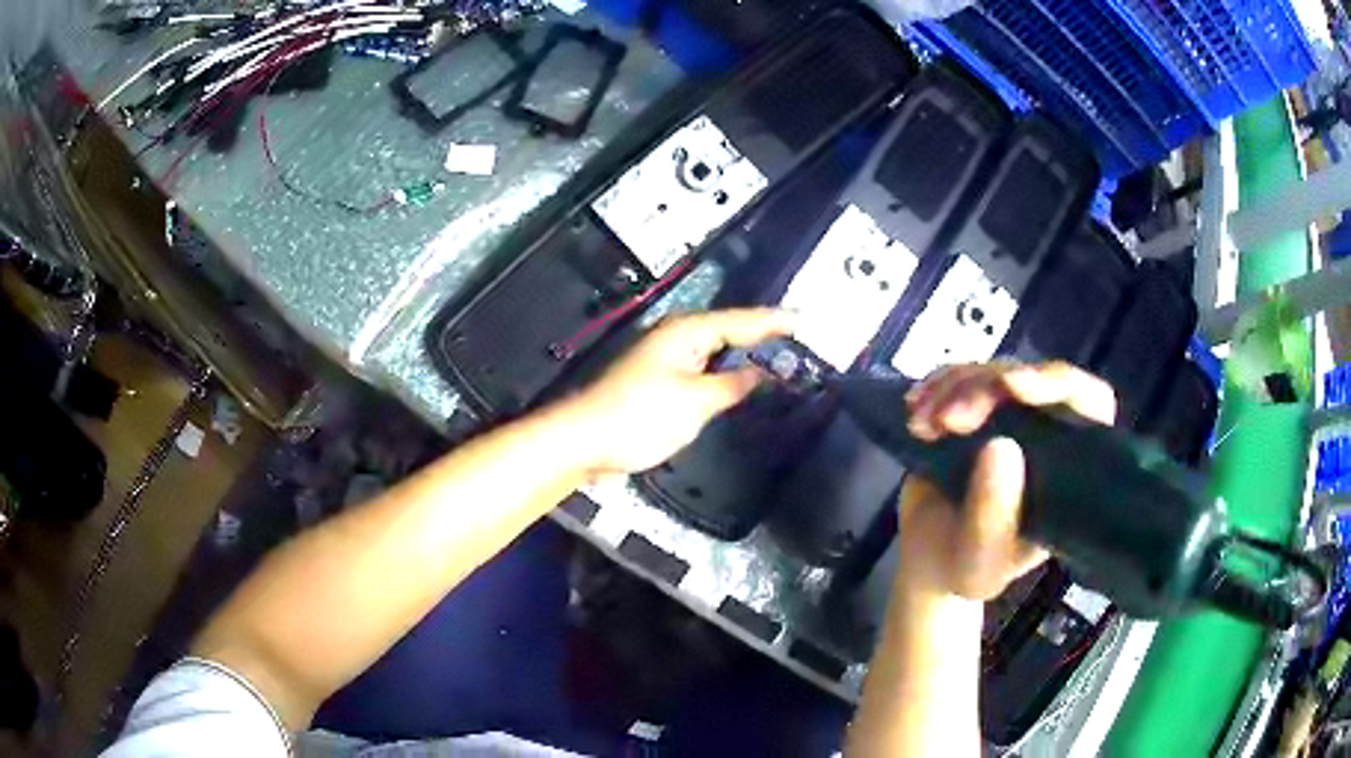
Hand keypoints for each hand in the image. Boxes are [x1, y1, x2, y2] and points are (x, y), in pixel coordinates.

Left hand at [565, 308, 794, 475]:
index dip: (774, 321)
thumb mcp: (695, 402)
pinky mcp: (661, 385)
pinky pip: (705, 372)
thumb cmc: (639, 417)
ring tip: (782, 363)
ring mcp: (668, 362)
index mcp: (686, 333)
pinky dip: (727, 377)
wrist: (586, 441)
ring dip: (746, 358)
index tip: (805, 320)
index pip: (741, 320)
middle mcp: (678, 340)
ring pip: (717, 353)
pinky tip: (742, 387)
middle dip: (764, 338)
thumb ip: (732, 385)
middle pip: (730, 333)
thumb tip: (760, 374)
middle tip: (802, 344)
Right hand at [896, 361, 1115, 600]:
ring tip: (920, 424)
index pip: (1090, 403)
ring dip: (953, 388)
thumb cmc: (965, 569)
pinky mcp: (979, 408)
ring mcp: (1014, 417)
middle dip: (987, 388)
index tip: (1013, 387)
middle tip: (948, 420)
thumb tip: (1001, 445)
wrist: (929, 561)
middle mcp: (1050, 434)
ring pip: (994, 371)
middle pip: (1034, 378)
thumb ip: (991, 516)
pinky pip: (964, 374)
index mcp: (1071, 470)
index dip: (1058, 384)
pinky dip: (936, 384)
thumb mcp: (978, 561)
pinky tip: (914, 408)